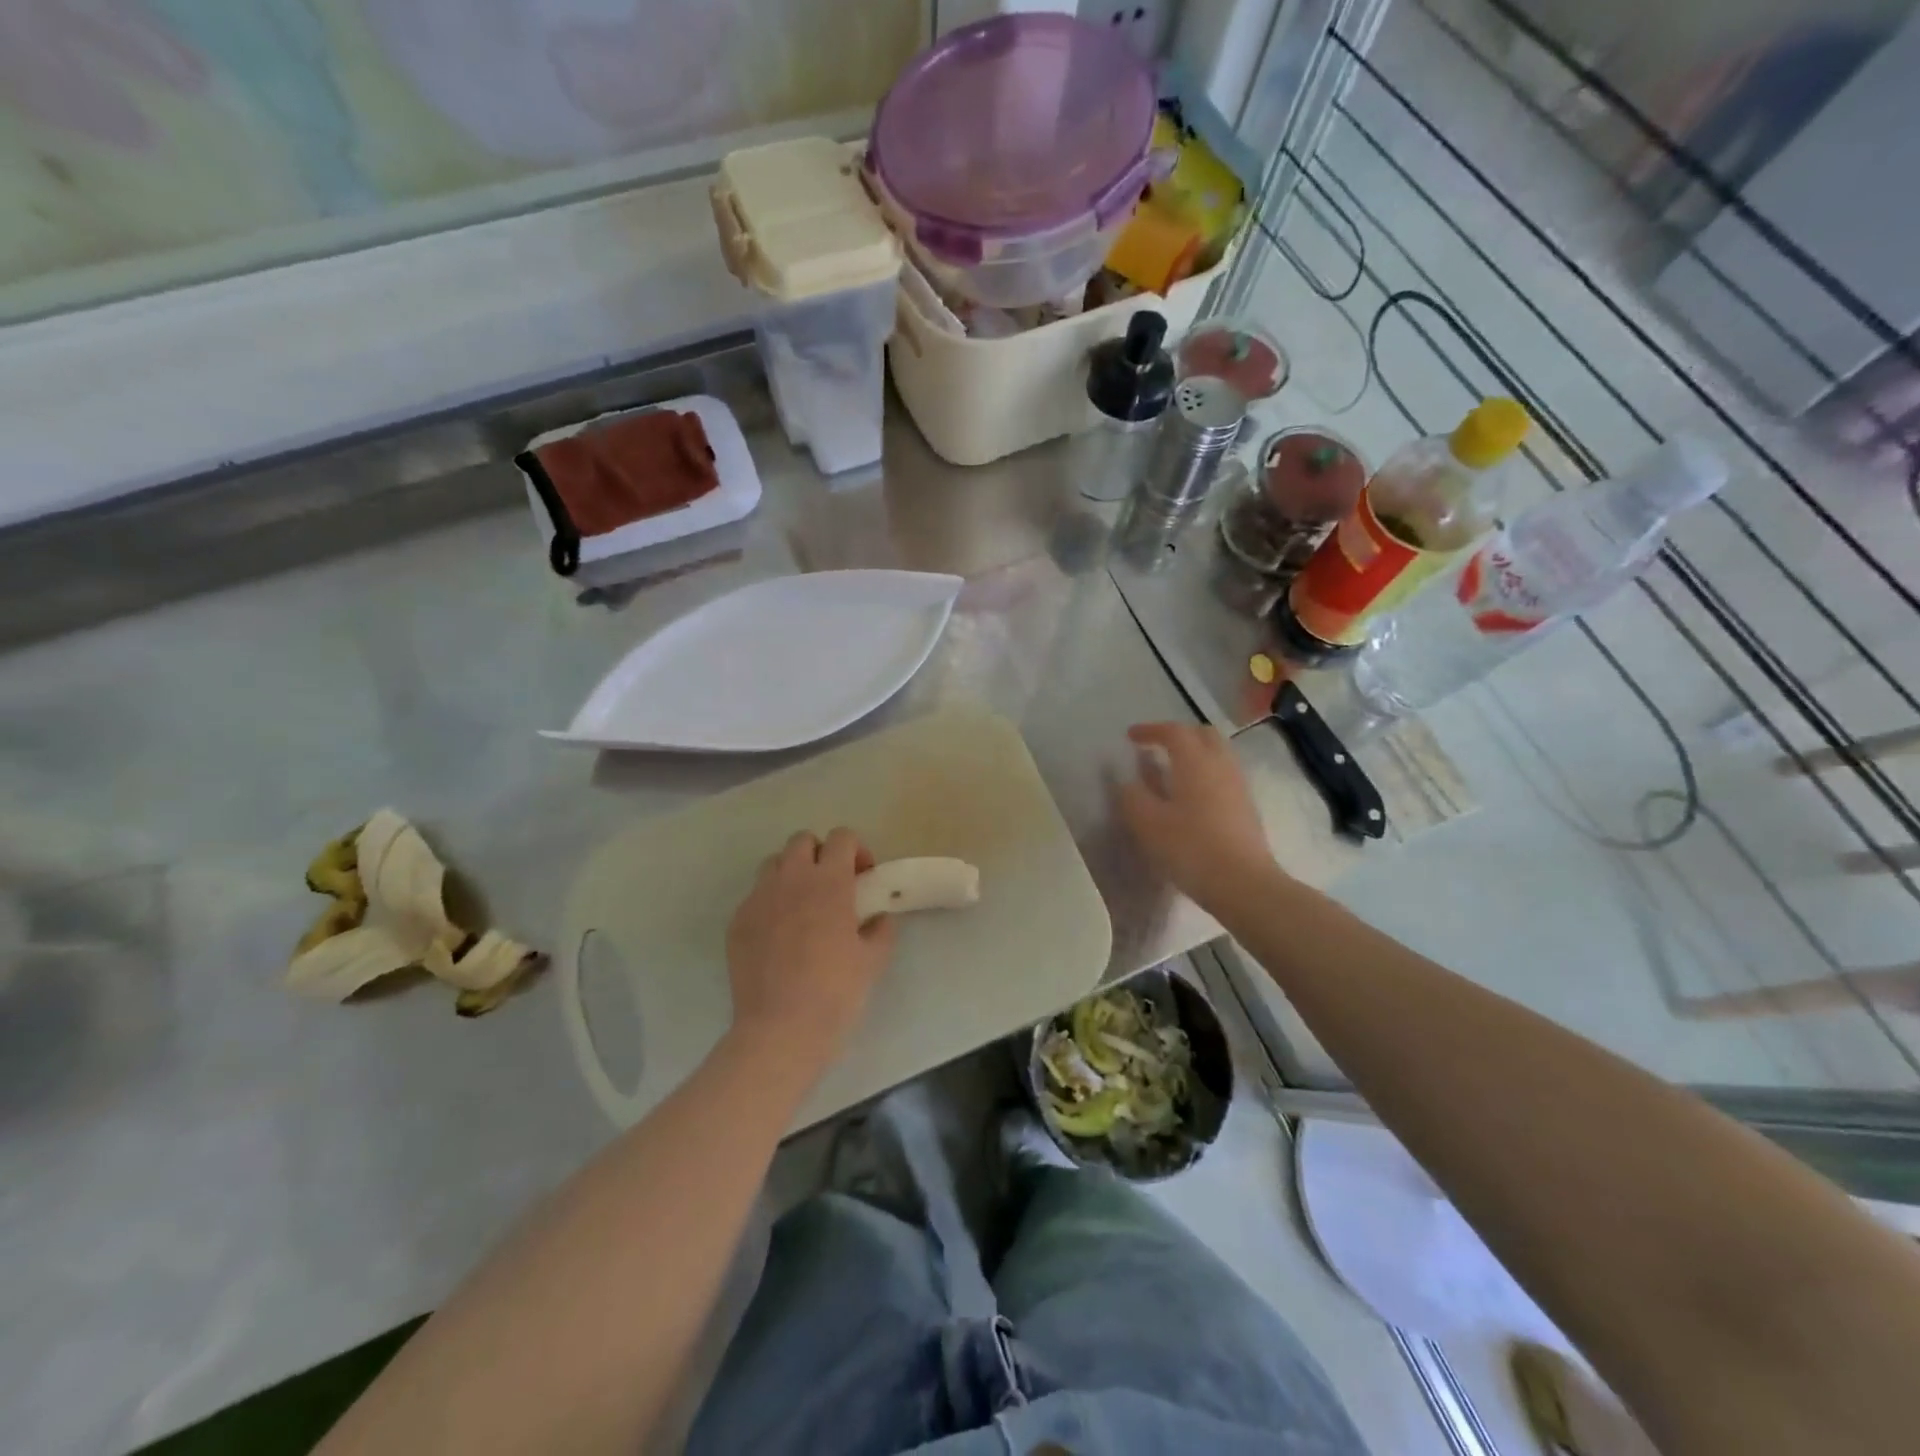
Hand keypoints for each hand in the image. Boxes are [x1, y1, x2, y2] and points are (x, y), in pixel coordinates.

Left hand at [725, 829, 897, 1074]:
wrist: (781, 1029)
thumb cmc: (836, 991)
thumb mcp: (873, 960)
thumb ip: (880, 930)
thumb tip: (878, 918)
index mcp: (829, 882)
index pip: (842, 838)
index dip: (856, 851)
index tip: (862, 877)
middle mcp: (791, 879)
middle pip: (803, 840)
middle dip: (820, 854)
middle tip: (832, 886)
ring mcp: (759, 898)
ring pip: (774, 864)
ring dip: (791, 873)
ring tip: (802, 905)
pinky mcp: (737, 921)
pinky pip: (755, 896)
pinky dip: (770, 903)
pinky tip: (779, 936)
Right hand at [1119, 722, 1276, 910]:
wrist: (1243, 884)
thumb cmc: (1190, 848)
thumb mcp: (1148, 824)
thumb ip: (1132, 797)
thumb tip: (1127, 782)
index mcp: (1195, 762)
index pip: (1173, 732)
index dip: (1150, 730)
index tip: (1130, 737)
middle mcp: (1220, 765)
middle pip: (1202, 735)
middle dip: (1178, 735)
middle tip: (1156, 747)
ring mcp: (1238, 786)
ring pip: (1217, 754)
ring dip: (1194, 754)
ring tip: (1172, 771)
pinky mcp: (1247, 807)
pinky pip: (1224, 775)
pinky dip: (1205, 773)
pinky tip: (1191, 796)